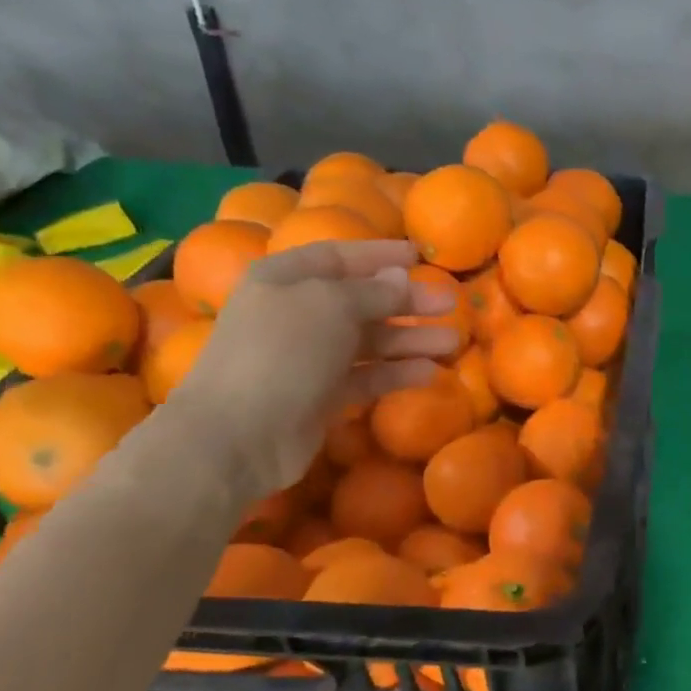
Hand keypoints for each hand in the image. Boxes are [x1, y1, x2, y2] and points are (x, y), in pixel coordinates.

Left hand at [163, 240, 456, 497]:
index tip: (420, 256)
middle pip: (362, 300)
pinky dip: (396, 372)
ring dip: (410, 339)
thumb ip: (373, 291)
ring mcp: (309, 357)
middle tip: (451, 304)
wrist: (238, 435)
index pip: (339, 256)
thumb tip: (401, 277)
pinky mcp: (322, 395)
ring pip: (370, 341)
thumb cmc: (282, 352)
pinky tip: (429, 373)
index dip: (380, 254)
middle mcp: (296, 313)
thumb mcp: (332, 306)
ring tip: (452, 343)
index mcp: (285, 279)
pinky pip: (367, 376)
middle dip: (407, 301)